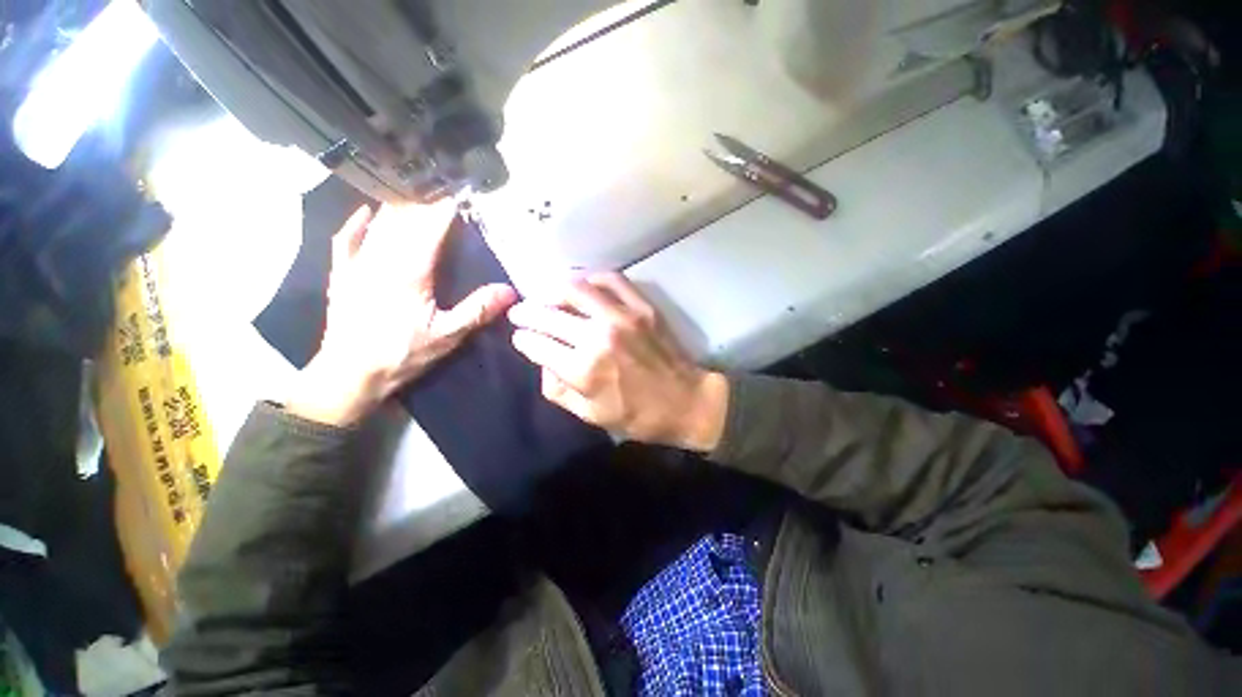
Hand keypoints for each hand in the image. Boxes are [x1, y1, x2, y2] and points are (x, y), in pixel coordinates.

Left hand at [288, 203, 516, 425]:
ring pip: (379, 224)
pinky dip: (358, 223)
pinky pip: (347, 239)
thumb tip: (510, 291)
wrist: (349, 375)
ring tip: (415, 191)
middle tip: (443, 187)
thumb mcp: (447, 336)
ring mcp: (358, 264)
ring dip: (399, 206)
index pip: (431, 228)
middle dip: (425, 200)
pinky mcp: (343, 275)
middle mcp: (382, 259)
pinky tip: (366, 212)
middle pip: (405, 219)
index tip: (462, 191)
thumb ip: (477, 310)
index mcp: (410, 271)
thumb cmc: (401, 355)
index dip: (446, 208)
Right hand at [508, 273, 728, 451]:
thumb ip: (558, 389)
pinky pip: (611, 280)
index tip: (519, 336)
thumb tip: (542, 360)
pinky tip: (582, 283)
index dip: (523, 339)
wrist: (685, 401)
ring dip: (551, 289)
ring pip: (575, 289)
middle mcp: (598, 337)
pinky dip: (591, 277)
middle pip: (549, 314)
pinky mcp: (642, 307)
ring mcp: (622, 317)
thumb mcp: (590, 415)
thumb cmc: (637, 416)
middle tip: (519, 312)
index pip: (537, 344)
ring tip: (544, 294)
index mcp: (583, 370)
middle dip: (526, 312)